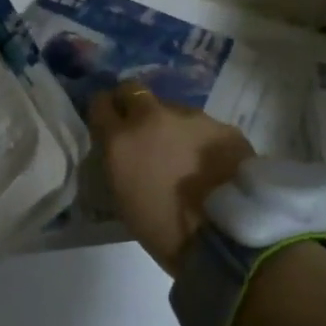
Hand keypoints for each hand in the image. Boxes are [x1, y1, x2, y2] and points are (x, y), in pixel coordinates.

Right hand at [89, 84, 252, 274]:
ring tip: (182, 153)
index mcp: (121, 139)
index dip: (105, 111)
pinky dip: (200, 138)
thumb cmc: (164, 230)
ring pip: (172, 108)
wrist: (226, 235)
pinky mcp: (221, 124)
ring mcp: (190, 116)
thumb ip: (120, 161)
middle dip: (132, 103)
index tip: (109, 122)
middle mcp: (152, 117)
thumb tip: (124, 149)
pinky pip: (203, 125)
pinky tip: (210, 162)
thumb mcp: (124, 198)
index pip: (100, 103)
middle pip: (133, 90)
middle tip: (141, 128)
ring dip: (171, 125)